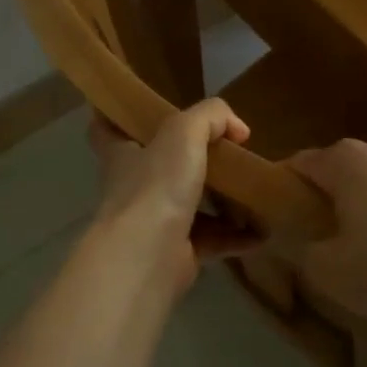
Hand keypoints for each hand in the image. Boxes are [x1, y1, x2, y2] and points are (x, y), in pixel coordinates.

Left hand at [88, 101, 257, 297]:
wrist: (147, 256)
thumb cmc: (155, 186)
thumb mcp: (183, 132)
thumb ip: (210, 117)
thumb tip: (237, 128)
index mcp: (121, 153)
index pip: (105, 128)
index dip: (117, 116)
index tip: (140, 109)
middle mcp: (133, 186)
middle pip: (156, 165)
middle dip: (186, 158)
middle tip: (222, 149)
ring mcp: (153, 221)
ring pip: (188, 204)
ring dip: (219, 199)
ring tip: (252, 188)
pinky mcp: (176, 252)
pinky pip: (211, 239)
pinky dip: (236, 236)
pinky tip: (262, 231)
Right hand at [284, 139, 366, 320]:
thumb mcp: (328, 271)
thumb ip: (300, 251)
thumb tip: (293, 241)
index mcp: (344, 161)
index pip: (298, 164)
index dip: (282, 189)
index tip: (277, 218)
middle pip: (338, 172)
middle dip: (325, 199)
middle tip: (318, 237)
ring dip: (365, 208)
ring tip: (365, 248)